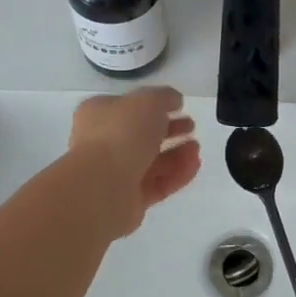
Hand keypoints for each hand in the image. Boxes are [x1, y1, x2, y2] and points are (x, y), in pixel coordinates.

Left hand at [67, 87, 199, 235]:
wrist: (103, 186)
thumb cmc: (122, 133)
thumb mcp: (149, 100)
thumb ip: (165, 97)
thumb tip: (174, 101)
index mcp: (99, 114)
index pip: (128, 107)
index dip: (155, 105)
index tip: (179, 106)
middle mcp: (103, 143)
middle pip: (142, 135)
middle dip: (170, 130)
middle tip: (191, 127)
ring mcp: (115, 173)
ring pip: (152, 161)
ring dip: (177, 153)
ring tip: (196, 149)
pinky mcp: (129, 200)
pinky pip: (158, 184)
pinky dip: (177, 174)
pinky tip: (194, 165)